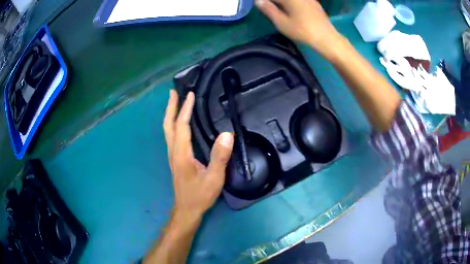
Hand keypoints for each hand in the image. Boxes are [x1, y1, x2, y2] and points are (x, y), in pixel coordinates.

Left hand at [163, 90, 233, 218]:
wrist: (186, 209)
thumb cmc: (200, 195)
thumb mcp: (214, 178)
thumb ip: (220, 156)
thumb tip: (227, 134)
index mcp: (182, 154)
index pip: (182, 126)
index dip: (185, 109)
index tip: (190, 95)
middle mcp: (173, 151)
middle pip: (168, 125)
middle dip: (170, 107)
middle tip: (173, 91)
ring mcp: (172, 155)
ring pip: (167, 130)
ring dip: (170, 114)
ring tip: (174, 101)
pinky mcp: (174, 159)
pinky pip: (171, 136)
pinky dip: (173, 124)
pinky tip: (178, 122)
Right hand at [256, 0, 341, 59]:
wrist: (326, 38)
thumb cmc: (302, 31)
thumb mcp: (281, 22)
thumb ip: (268, 9)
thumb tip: (258, 1)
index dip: (265, 2)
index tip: (261, 5)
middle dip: (275, 2)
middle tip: (269, 8)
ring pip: (292, 0)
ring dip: (284, 3)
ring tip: (279, 9)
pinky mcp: (314, 3)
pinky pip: (300, 1)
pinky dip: (293, 3)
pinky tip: (293, 10)